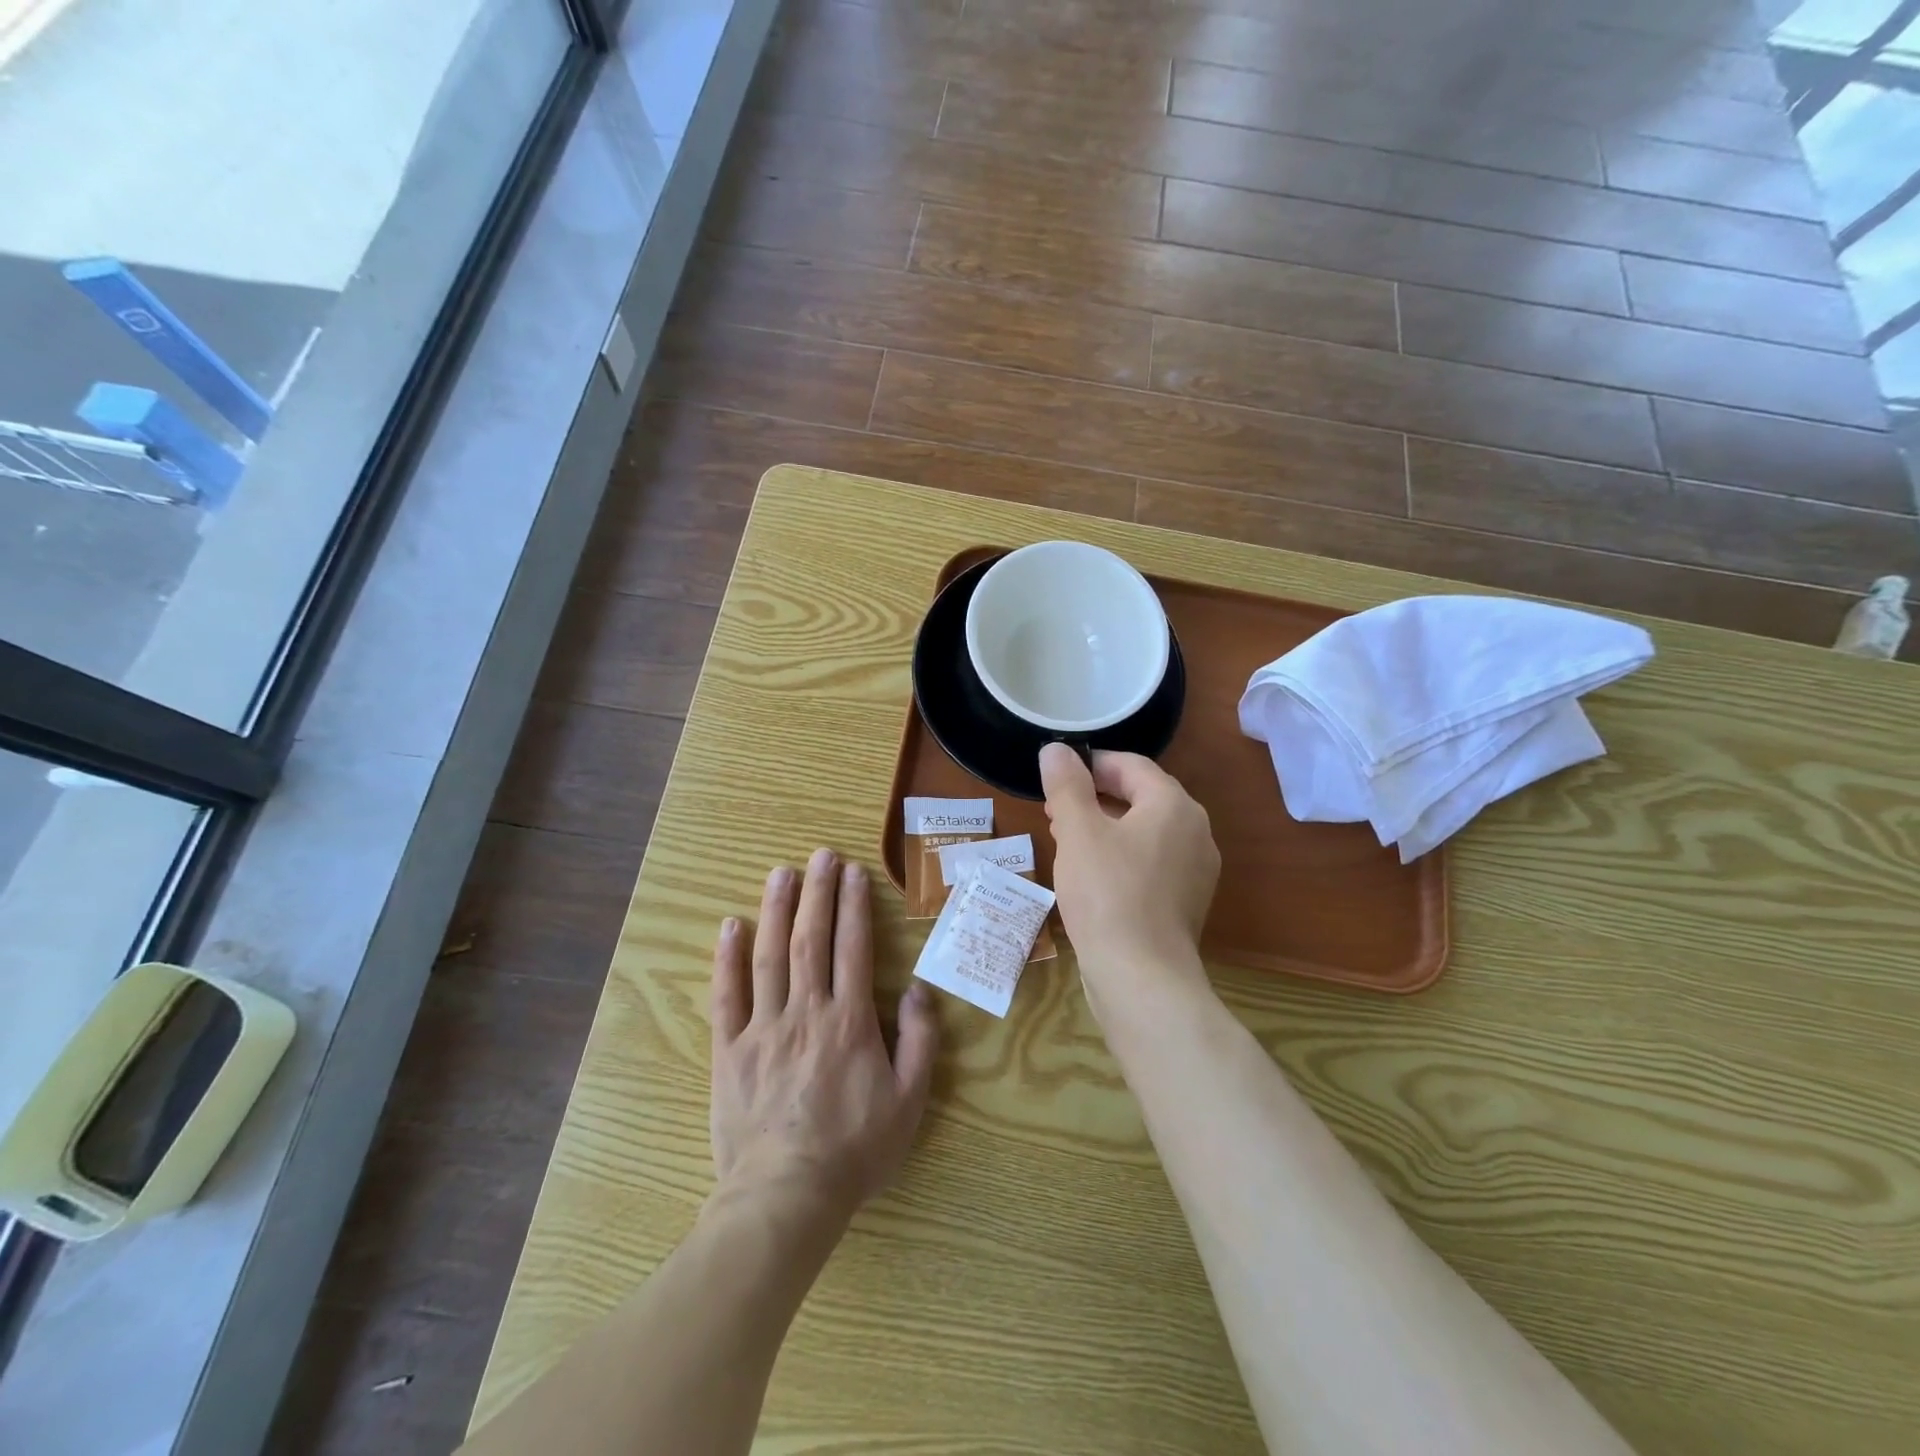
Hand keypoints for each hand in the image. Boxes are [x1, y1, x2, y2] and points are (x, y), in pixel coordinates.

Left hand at [710, 849, 939, 1222]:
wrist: (786, 1198)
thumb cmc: (854, 1150)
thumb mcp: (909, 1100)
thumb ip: (920, 1041)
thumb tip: (920, 991)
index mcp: (850, 1021)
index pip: (853, 948)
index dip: (854, 906)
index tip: (854, 873)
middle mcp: (806, 1012)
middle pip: (811, 939)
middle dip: (817, 893)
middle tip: (821, 855)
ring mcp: (763, 1028)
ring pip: (769, 956)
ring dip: (776, 910)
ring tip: (781, 873)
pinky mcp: (730, 1050)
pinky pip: (727, 996)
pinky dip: (727, 959)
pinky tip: (730, 926)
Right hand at [1040, 745, 1220, 994]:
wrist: (1142, 977)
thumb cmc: (1107, 893)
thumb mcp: (1078, 831)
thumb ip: (1067, 785)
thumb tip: (1056, 749)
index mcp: (1174, 805)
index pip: (1132, 765)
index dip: (1091, 763)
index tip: (1056, 774)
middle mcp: (1195, 831)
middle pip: (1141, 797)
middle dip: (1094, 797)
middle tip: (1053, 807)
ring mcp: (1196, 870)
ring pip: (1144, 831)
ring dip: (1104, 827)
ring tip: (1065, 838)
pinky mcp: (1186, 902)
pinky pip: (1151, 862)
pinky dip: (1120, 856)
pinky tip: (1090, 874)